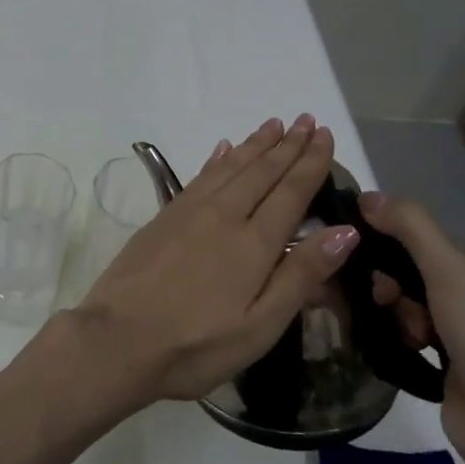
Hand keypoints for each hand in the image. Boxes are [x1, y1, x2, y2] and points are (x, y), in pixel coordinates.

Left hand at [65, 115, 363, 410]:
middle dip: (287, 145)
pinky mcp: (163, 217)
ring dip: (254, 144)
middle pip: (261, 171)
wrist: (118, 338)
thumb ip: (301, 275)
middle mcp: (223, 215)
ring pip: (229, 166)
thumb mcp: (261, 325)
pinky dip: (217, 159)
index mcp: (254, 243)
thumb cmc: (197, 344)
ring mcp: (189, 212)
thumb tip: (346, 230)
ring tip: (273, 125)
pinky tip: (223, 149)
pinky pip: (199, 176)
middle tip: (305, 119)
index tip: (325, 135)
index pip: (291, 191)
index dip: (311, 162)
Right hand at [358, 193, 464, 463]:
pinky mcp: (457, 373)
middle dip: (396, 285)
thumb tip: (366, 195)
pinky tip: (397, 348)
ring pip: (415, 308)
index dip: (398, 246)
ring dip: (399, 315)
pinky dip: (401, 339)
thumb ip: (411, 228)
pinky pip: (415, 340)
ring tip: (403, 334)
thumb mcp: (452, 272)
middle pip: (421, 275)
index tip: (370, 259)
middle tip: (385, 301)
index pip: (435, 244)